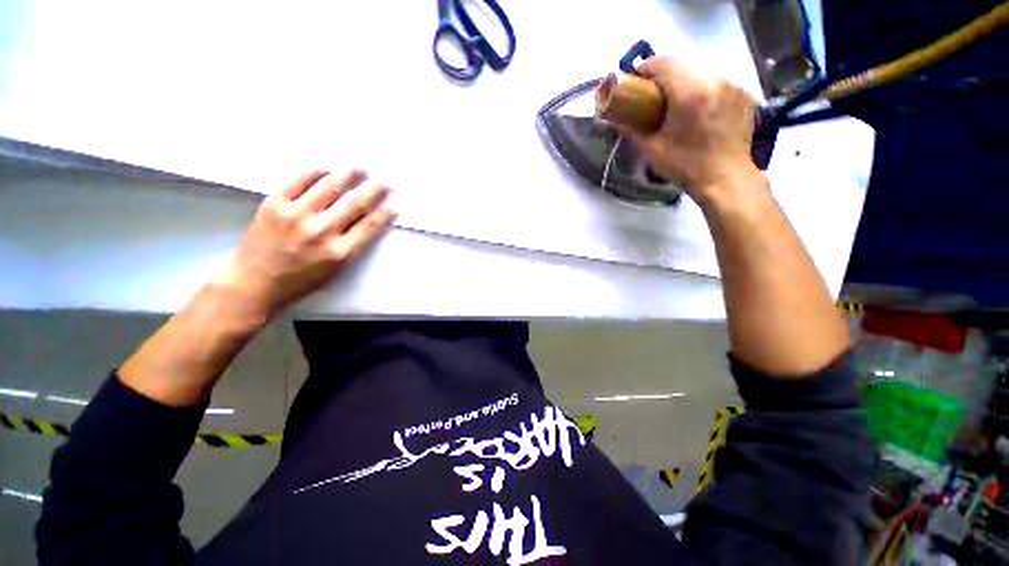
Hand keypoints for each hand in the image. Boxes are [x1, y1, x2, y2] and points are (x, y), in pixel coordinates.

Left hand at [214, 169, 395, 320]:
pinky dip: (314, 172)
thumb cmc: (300, 281)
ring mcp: (296, 215)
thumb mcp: (335, 271)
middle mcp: (321, 231)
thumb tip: (366, 223)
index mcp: (340, 252)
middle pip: (355, 204)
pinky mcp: (274, 204)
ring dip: (348, 175)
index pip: (370, 226)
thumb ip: (352, 247)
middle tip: (385, 182)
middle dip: (374, 191)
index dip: (385, 214)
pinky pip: (297, 181)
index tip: (394, 205)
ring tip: (359, 169)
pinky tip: (326, 168)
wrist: (253, 282)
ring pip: (329, 187)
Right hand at [621, 57, 760, 203]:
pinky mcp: (742, 93)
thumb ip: (632, 131)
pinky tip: (697, 108)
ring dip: (683, 80)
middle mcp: (713, 80)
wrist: (726, 179)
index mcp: (689, 93)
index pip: (663, 63)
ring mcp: (731, 85)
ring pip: (700, 70)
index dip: (646, 67)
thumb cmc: (686, 166)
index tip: (636, 81)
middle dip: (664, 74)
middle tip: (652, 95)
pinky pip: (715, 81)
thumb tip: (613, 119)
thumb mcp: (652, 150)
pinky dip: (701, 87)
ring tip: (675, 103)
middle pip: (682, 63)